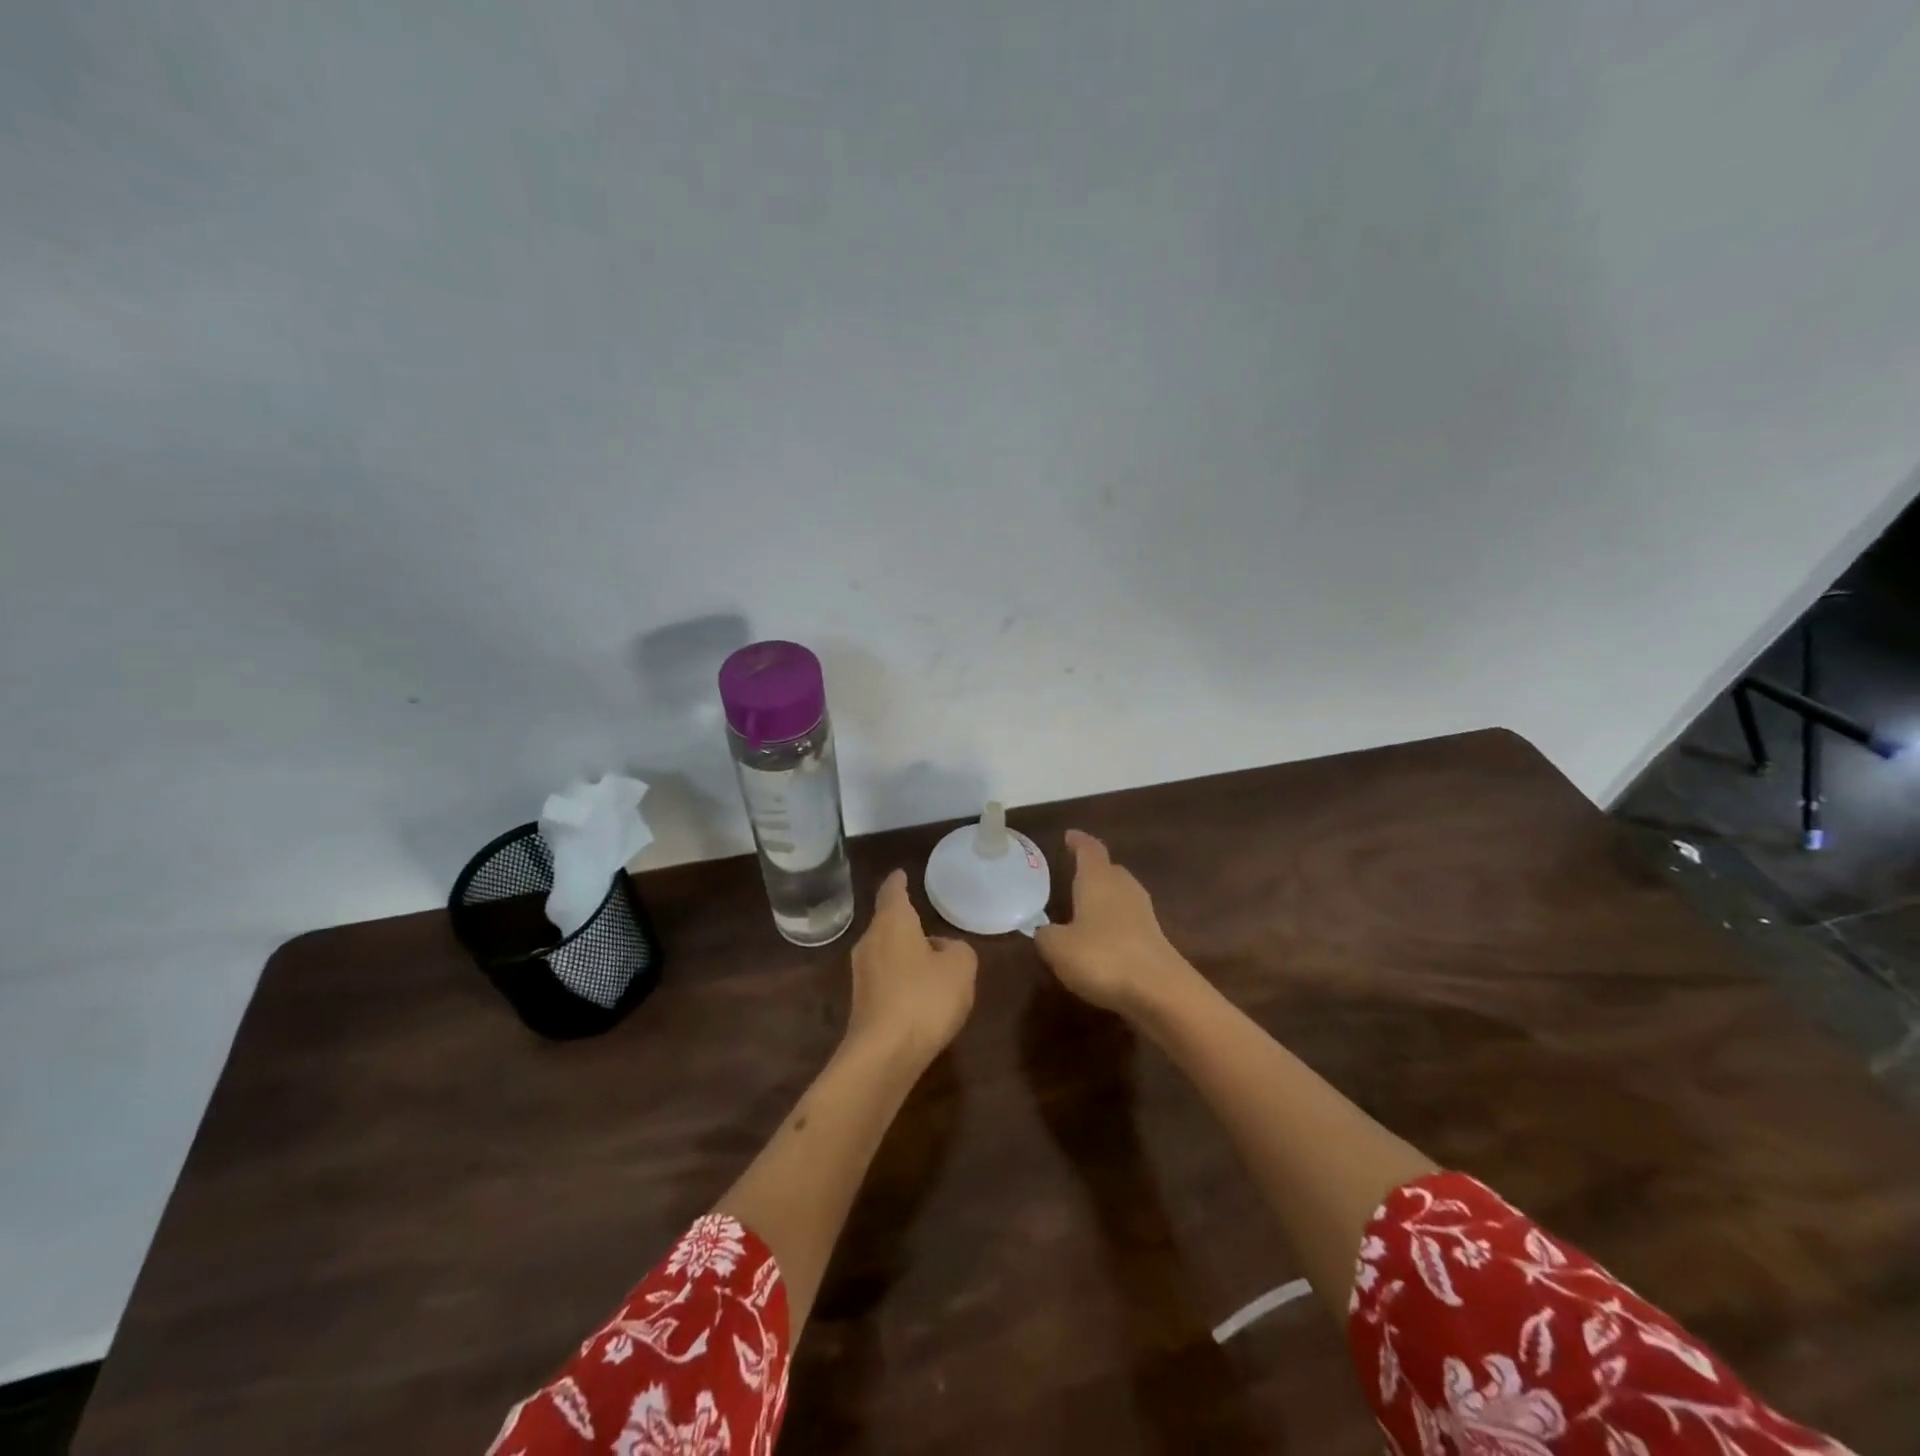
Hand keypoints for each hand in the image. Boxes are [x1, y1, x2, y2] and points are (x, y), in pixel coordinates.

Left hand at [847, 869, 977, 1065]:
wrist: (884, 1054)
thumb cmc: (925, 998)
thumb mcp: (961, 966)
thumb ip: (957, 948)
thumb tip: (941, 949)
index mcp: (892, 922)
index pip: (892, 891)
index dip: (898, 881)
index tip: (901, 873)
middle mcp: (870, 941)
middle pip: (888, 922)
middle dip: (906, 922)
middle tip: (928, 923)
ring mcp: (861, 974)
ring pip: (886, 951)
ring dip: (905, 953)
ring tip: (931, 962)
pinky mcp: (862, 1003)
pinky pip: (885, 978)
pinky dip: (901, 979)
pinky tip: (920, 995)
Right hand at [1034, 830, 1200, 1020]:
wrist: (1159, 991)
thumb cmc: (1102, 957)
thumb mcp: (1058, 947)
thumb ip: (1046, 935)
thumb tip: (1045, 931)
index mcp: (1098, 878)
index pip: (1089, 849)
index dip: (1078, 841)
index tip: (1069, 836)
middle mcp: (1123, 887)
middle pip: (1109, 869)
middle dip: (1093, 869)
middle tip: (1074, 873)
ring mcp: (1143, 912)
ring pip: (1121, 894)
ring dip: (1104, 898)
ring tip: (1084, 907)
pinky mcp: (1154, 938)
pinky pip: (1128, 920)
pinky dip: (1114, 923)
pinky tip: (1101, 939)